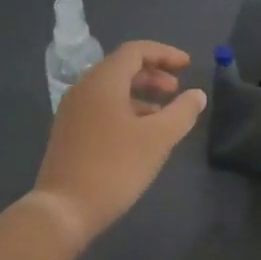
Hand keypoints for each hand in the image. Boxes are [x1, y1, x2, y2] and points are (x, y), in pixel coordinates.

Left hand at [32, 41, 207, 243]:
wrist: (64, 208)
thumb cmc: (115, 167)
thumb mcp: (158, 139)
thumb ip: (182, 112)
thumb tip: (196, 95)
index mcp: (103, 81)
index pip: (135, 51)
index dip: (164, 53)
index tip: (188, 65)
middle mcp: (83, 88)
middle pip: (121, 67)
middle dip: (152, 74)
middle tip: (176, 89)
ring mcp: (72, 110)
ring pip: (110, 89)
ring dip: (139, 93)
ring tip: (163, 113)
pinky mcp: (68, 132)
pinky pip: (100, 107)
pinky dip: (124, 109)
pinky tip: (140, 133)